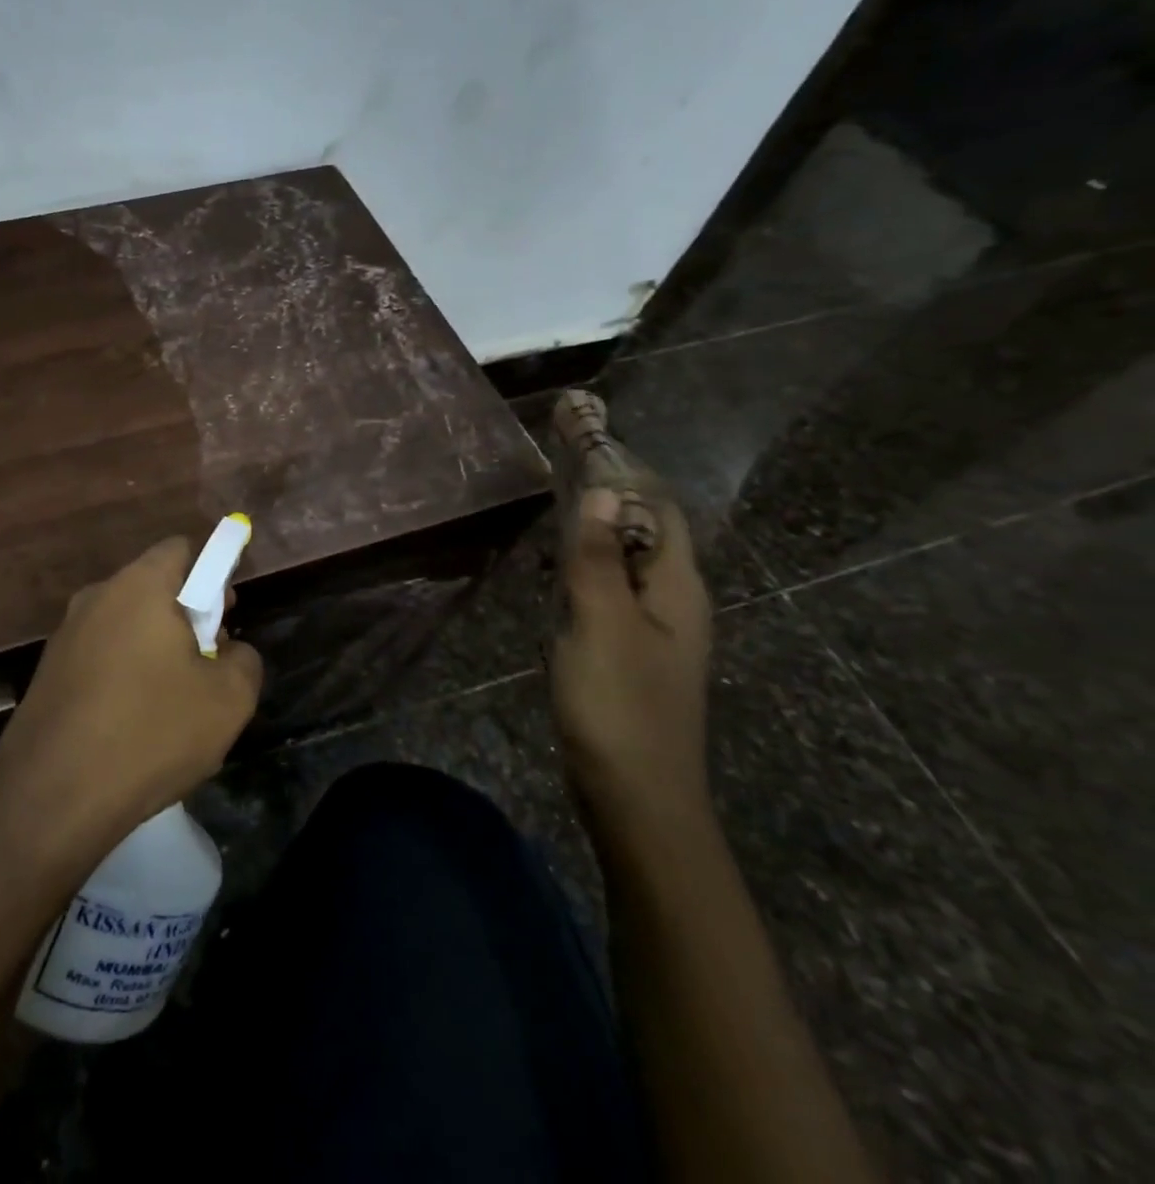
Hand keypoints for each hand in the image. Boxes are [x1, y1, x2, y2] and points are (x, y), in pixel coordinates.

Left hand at [0, 537, 263, 864]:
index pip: (181, 549)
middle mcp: (96, 597)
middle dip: (186, 618)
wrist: (51, 796)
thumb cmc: (150, 732)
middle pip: (153, 588)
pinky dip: (123, 676)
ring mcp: (65, 635)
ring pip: (126, 626)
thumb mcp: (228, 699)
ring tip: (172, 705)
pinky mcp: (47, 673)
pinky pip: (100, 658)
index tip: (224, 619)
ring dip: (155, 651)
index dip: (212, 574)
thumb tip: (230, 651)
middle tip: (206, 667)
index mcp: (140, 586)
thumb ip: (245, 659)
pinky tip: (132, 726)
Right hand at [551, 486, 712, 834]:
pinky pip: (610, 592)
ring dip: (595, 529)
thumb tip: (603, 489)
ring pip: (626, 562)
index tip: (585, 434)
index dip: (626, 468)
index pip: (658, 508)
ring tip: (554, 502)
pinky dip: (586, 567)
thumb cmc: (619, 705)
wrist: (635, 796)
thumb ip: (599, 558)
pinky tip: (557, 569)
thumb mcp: (601, 624)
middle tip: (559, 460)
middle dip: (608, 492)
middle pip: (645, 530)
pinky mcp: (630, 653)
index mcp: (677, 587)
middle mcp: (673, 601)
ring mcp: (652, 630)